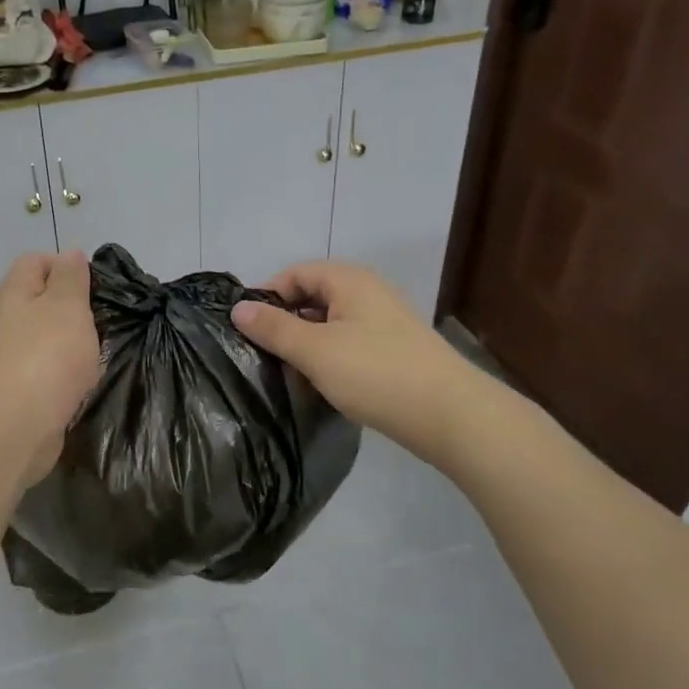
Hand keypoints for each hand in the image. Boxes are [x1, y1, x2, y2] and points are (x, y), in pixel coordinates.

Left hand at [0, 250, 100, 485]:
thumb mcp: (67, 306)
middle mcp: (9, 321)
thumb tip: (70, 253)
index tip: (94, 285)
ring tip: (98, 352)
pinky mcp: (23, 390)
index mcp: (16, 293)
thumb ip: (71, 278)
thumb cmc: (46, 358)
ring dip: (75, 343)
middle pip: (44, 300)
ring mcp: (13, 358)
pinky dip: (69, 373)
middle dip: (76, 308)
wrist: (15, 429)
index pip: (35, 261)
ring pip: (50, 337)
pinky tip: (84, 382)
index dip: (65, 265)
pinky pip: (51, 370)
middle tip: (103, 320)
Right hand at [233, 262, 465, 458]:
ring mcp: (383, 322)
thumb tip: (238, 308)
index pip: (295, 273)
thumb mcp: (315, 350)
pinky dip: (327, 357)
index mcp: (349, 281)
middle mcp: (367, 293)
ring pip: (329, 323)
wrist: (449, 415)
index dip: (267, 295)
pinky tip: (318, 383)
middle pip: (312, 296)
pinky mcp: (393, 351)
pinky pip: (348, 343)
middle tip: (260, 352)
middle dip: (284, 321)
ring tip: (284, 371)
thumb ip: (274, 328)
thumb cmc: (376, 373)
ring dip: (304, 342)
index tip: (244, 327)